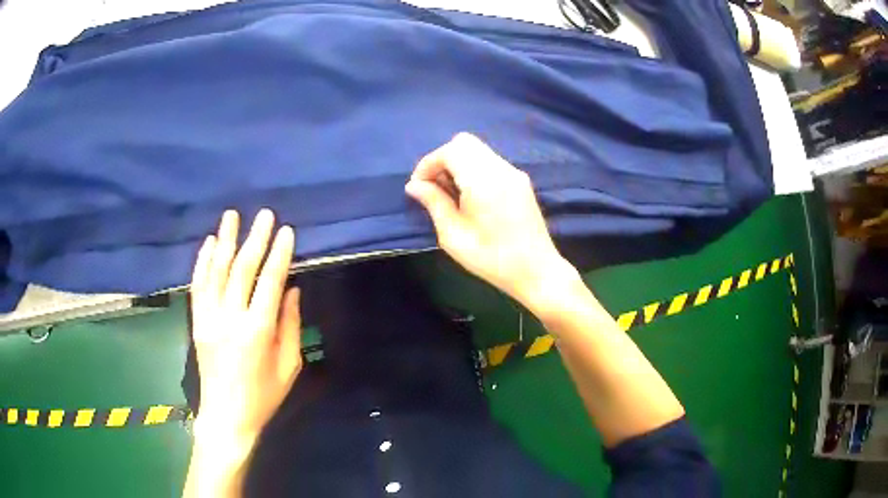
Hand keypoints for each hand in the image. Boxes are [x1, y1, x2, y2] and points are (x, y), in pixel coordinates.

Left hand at [189, 209, 301, 443]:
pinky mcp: (197, 321)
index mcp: (258, 330)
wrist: (227, 415)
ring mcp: (209, 318)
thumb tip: (291, 289)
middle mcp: (231, 318)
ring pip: (216, 271)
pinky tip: (209, 243)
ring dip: (225, 241)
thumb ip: (290, 325)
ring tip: (232, 215)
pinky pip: (198, 285)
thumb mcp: (289, 366)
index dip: (279, 254)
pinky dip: (203, 262)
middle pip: (242, 269)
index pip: (270, 282)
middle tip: (265, 215)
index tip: (286, 231)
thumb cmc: (264, 395)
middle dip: (255, 239)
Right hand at [406, 133, 578, 309]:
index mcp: (483, 181)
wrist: (537, 271)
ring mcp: (514, 172)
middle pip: (464, 142)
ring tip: (450, 194)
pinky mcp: (521, 181)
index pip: (450, 151)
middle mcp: (501, 168)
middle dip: (442, 159)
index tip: (418, 187)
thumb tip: (414, 186)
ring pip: (478, 150)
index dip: (428, 164)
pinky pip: (490, 161)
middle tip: (434, 187)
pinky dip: (473, 169)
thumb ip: (434, 203)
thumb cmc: (492, 259)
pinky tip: (470, 196)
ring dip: (458, 163)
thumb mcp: (453, 236)